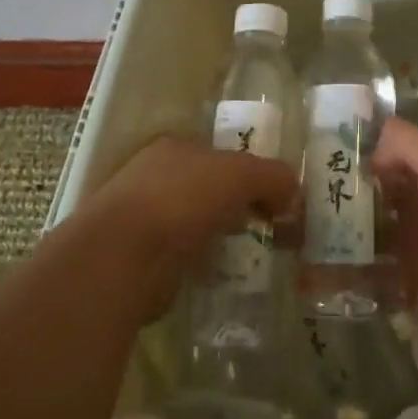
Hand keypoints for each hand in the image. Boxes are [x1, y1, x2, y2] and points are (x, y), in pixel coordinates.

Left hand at [78, 134, 298, 318]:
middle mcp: (155, 175)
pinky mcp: (140, 258)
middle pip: (208, 186)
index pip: (220, 152)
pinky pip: (183, 255)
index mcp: (175, 145)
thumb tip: (294, 192)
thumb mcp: (240, 174)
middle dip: (237, 204)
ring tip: (253, 255)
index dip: (250, 170)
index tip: (276, 196)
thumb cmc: (182, 199)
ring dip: (220, 235)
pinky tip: (221, 273)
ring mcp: (143, 216)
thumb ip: (272, 176)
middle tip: (271, 228)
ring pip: (195, 221)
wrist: (123, 257)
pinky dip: (202, 262)